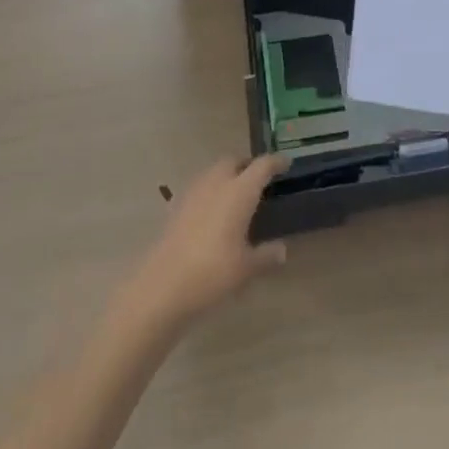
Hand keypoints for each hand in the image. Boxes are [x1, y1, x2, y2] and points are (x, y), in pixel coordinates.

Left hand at [120, 156, 288, 330]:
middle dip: (248, 165)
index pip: (262, 166)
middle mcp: (217, 183)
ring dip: (227, 175)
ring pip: (214, 171)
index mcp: (240, 191)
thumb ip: (266, 256)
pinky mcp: (176, 206)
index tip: (286, 163)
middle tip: (259, 180)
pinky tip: (212, 213)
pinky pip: (199, 188)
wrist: (162, 286)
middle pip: (234, 161)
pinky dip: (210, 191)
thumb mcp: (246, 268)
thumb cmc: (212, 273)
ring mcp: (193, 192)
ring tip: (236, 194)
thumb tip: (282, 250)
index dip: (276, 162)